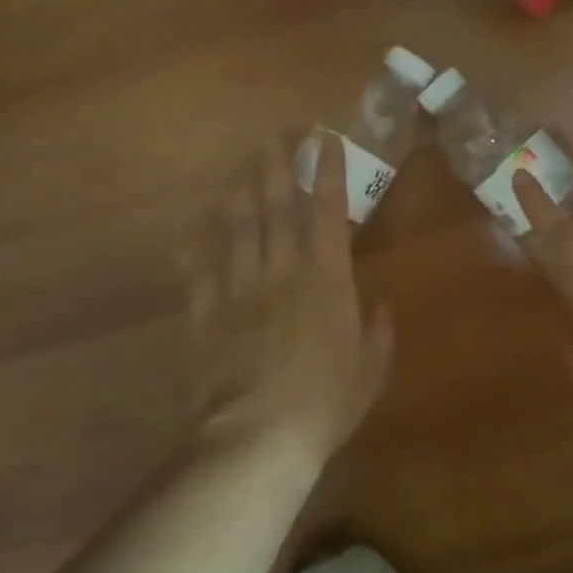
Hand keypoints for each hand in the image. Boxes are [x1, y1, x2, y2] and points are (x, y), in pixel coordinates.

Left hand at [180, 133, 393, 467]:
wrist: (257, 437)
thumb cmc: (326, 404)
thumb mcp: (371, 371)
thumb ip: (379, 333)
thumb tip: (382, 306)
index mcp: (327, 280)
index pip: (330, 212)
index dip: (329, 172)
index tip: (325, 140)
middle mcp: (283, 271)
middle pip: (278, 207)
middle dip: (278, 166)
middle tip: (275, 135)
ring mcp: (240, 289)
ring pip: (238, 227)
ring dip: (241, 191)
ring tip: (243, 164)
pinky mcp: (207, 313)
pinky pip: (200, 271)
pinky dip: (195, 247)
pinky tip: (191, 228)